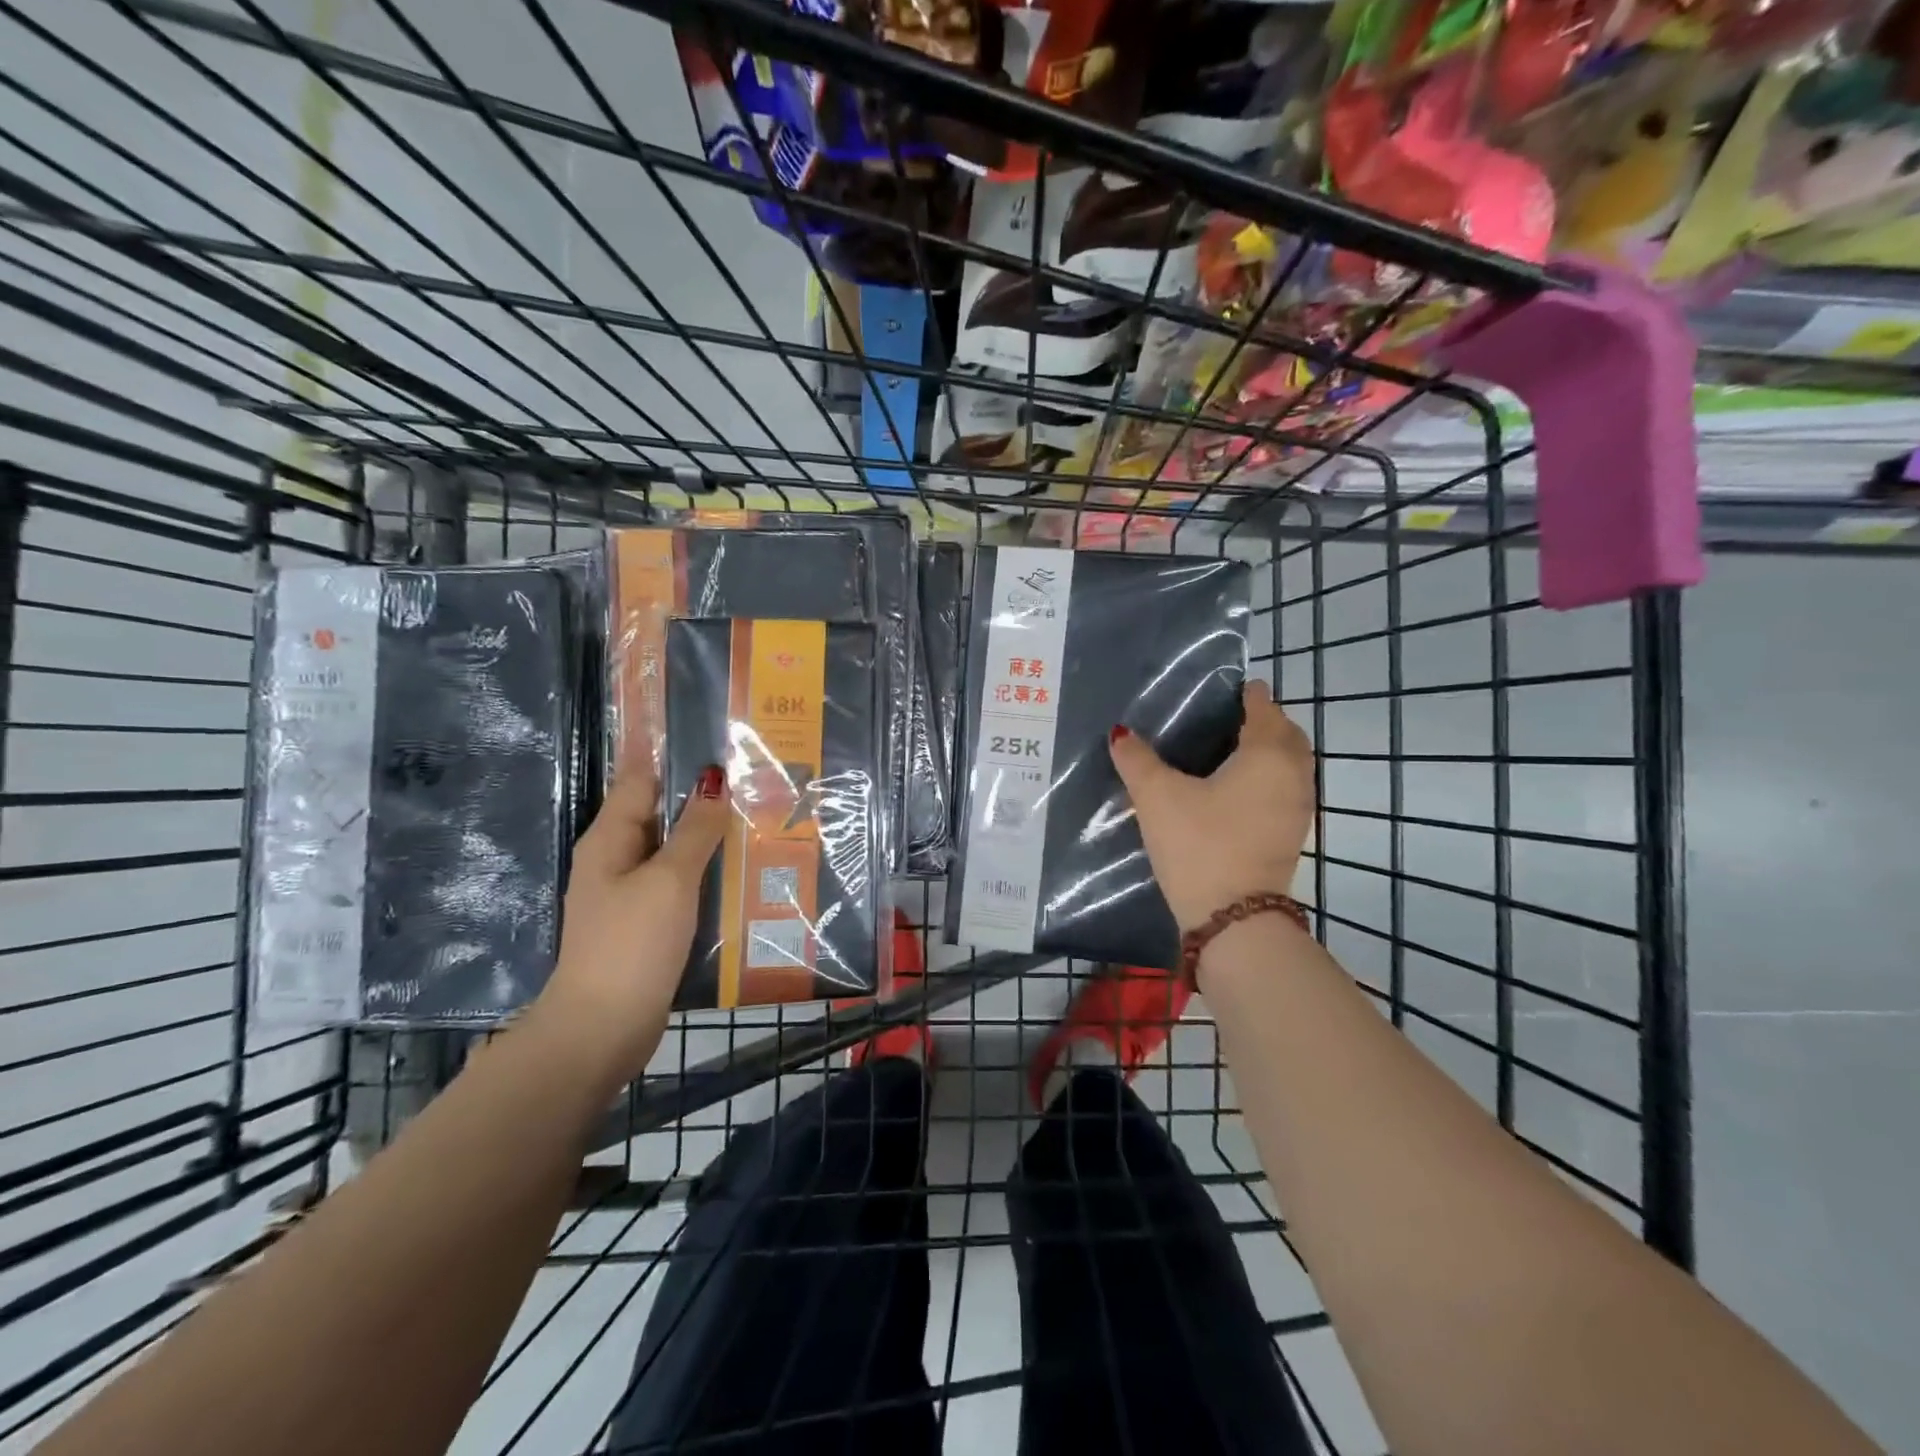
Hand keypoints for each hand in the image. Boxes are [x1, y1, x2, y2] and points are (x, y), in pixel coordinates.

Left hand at [532, 762, 728, 1083]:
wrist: (602, 1027)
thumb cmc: (632, 944)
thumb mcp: (668, 880)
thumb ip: (694, 831)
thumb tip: (713, 780)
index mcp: (610, 839)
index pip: (639, 778)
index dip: (664, 749)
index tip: (694, 723)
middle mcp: (616, 859)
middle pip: (659, 811)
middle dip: (696, 790)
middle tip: (745, 769)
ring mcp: (630, 892)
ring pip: (673, 847)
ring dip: (705, 830)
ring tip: (752, 810)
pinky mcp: (647, 921)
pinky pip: (679, 880)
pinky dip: (704, 867)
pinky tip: (736, 866)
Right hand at [1109, 681, 1315, 933]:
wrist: (1233, 919)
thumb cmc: (1199, 844)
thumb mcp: (1157, 797)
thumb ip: (1137, 760)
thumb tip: (1120, 734)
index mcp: (1268, 755)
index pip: (1264, 709)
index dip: (1248, 695)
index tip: (1230, 688)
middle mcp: (1293, 775)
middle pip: (1286, 734)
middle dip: (1265, 720)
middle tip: (1230, 716)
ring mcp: (1298, 808)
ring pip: (1291, 765)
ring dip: (1271, 750)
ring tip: (1232, 749)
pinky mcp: (1291, 835)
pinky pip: (1286, 789)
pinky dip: (1269, 778)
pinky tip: (1237, 789)